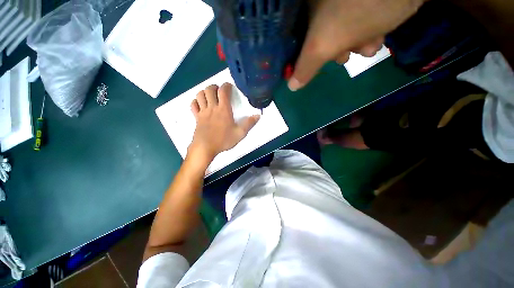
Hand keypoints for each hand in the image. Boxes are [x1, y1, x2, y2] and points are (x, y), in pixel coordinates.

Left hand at [188, 83, 259, 163]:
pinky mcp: (196, 117)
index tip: (229, 86)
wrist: (205, 148)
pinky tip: (200, 104)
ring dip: (205, 92)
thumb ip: (249, 124)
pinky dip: (196, 101)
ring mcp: (203, 112)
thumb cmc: (223, 140)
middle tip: (219, 91)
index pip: (223, 91)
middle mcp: (212, 107)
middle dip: (215, 87)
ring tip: (210, 95)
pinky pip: (193, 105)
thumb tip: (258, 116)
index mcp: (223, 110)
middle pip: (210, 90)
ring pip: (200, 95)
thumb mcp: (240, 133)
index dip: (226, 85)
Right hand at [288, 0, 425, 90]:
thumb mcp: (325, 43)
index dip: (301, 56)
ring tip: (367, 44)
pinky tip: (376, 35)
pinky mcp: (362, 5)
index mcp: (306, 7)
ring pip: (340, 34)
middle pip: (318, 38)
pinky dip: (365, 35)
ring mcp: (342, 2)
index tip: (312, 65)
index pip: (294, 39)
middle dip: (334, 51)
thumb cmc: (360, 9)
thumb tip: (291, 86)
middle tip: (343, 54)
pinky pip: (356, 26)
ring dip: (353, 45)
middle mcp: (321, 3)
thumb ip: (305, 67)